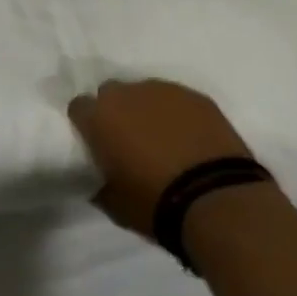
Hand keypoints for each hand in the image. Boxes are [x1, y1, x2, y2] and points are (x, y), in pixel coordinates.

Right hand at [69, 80, 254, 239]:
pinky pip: (177, 100)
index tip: (97, 143)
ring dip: (148, 111)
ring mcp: (163, 91)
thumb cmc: (155, 204)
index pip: (79, 107)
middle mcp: (126, 95)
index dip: (87, 124)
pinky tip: (191, 138)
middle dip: (116, 111)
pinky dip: (178, 115)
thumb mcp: (114, 204)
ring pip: (146, 93)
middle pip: (111, 93)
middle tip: (130, 140)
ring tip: (165, 139)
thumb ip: (101, 184)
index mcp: (99, 118)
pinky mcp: (196, 97)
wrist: (217, 199)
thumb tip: (101, 181)